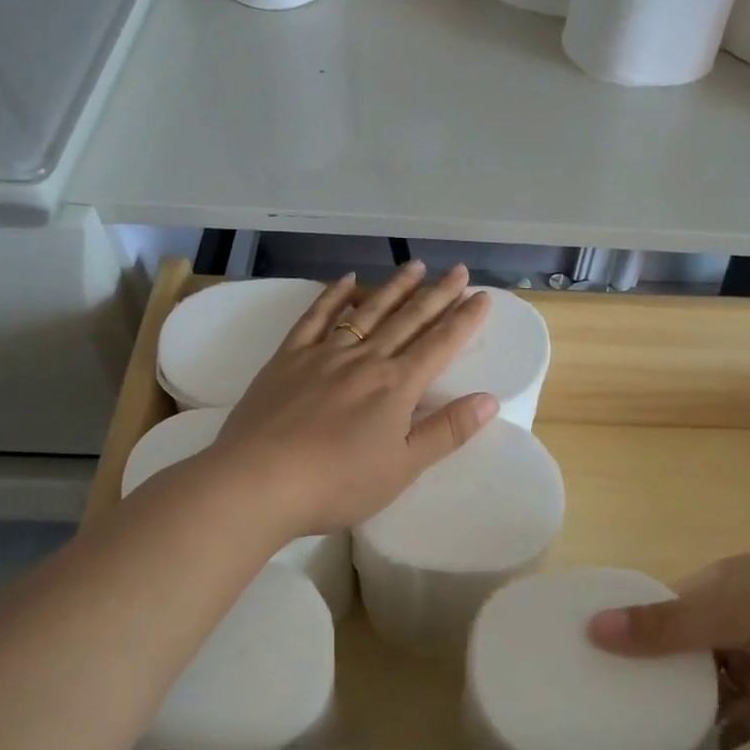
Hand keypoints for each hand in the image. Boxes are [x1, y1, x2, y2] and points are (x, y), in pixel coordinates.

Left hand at [203, 261, 496, 538]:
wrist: (260, 481)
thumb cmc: (338, 483)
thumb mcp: (403, 467)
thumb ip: (447, 431)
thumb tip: (490, 399)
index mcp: (396, 386)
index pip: (440, 345)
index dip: (464, 320)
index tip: (483, 297)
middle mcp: (365, 359)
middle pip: (409, 320)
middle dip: (438, 294)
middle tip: (459, 270)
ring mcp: (324, 354)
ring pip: (367, 311)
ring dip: (394, 287)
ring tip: (416, 266)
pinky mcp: (288, 358)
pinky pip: (315, 317)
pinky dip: (333, 296)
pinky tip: (346, 281)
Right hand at [586, 543, 749, 745]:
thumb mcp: (733, 607)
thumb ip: (667, 625)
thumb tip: (594, 628)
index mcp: (704, 592)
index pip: (646, 612)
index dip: (613, 632)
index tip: (570, 661)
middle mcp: (719, 628)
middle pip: (667, 659)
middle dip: (636, 683)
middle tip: (589, 720)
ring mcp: (749, 666)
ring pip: (697, 695)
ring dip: (670, 717)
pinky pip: (734, 725)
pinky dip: (710, 743)